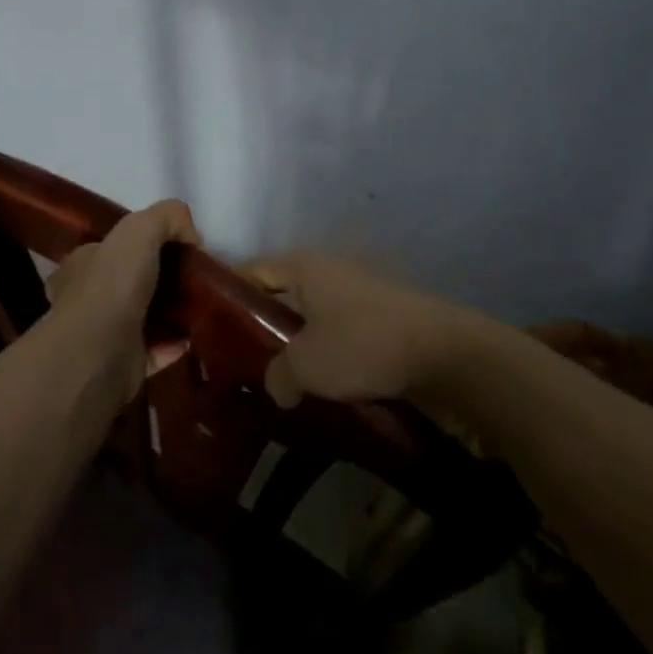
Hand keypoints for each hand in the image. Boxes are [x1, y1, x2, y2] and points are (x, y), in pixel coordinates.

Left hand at [44, 199, 198, 400]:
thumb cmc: (112, 285)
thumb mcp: (140, 229)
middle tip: (195, 277)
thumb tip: (191, 236)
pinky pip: (157, 350)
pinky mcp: (124, 365)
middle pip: (132, 283)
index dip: (144, 244)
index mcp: (83, 264)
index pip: (112, 248)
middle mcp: (88, 298)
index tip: (178, 248)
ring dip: (172, 313)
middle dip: (163, 280)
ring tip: (202, 304)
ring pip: (145, 317)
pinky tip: (196, 334)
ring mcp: (105, 335)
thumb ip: (167, 218)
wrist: (98, 354)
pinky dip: (176, 343)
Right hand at [239, 252, 477, 409]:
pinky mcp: (382, 316)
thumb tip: (277, 387)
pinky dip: (327, 352)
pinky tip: (319, 384)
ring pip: (313, 316)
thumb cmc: (362, 344)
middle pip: (282, 294)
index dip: (228, 295)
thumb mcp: (306, 364)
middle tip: (241, 361)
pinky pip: (340, 332)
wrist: (444, 353)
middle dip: (262, 326)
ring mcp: (359, 291)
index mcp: (305, 266)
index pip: (253, 270)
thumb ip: (277, 375)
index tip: (209, 326)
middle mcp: (330, 270)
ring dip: (297, 344)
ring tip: (278, 378)